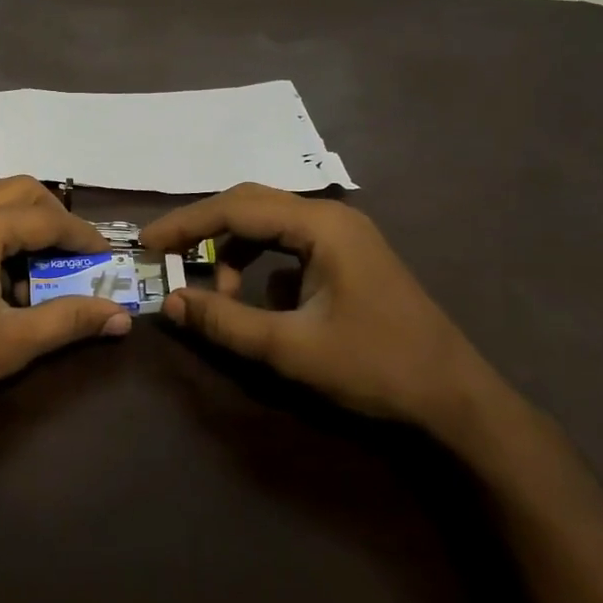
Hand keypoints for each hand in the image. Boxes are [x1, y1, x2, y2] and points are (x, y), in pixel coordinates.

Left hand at [0, 177, 131, 439]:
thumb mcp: (10, 344)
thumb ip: (68, 321)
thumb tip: (121, 318)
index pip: (49, 218)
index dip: (84, 237)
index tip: (107, 257)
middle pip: (21, 191)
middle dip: (55, 218)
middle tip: (75, 255)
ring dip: (21, 223)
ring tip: (35, 269)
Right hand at [141, 183, 500, 435]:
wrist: (455, 398)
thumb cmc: (376, 368)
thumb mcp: (291, 349)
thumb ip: (225, 323)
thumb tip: (170, 301)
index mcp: (322, 226)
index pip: (236, 208)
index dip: (186, 223)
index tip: (147, 243)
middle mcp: (332, 217)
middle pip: (250, 204)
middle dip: (204, 227)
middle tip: (165, 251)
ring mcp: (344, 235)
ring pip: (269, 222)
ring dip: (233, 247)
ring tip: (218, 290)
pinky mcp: (348, 255)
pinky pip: (288, 242)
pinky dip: (259, 259)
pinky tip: (255, 295)